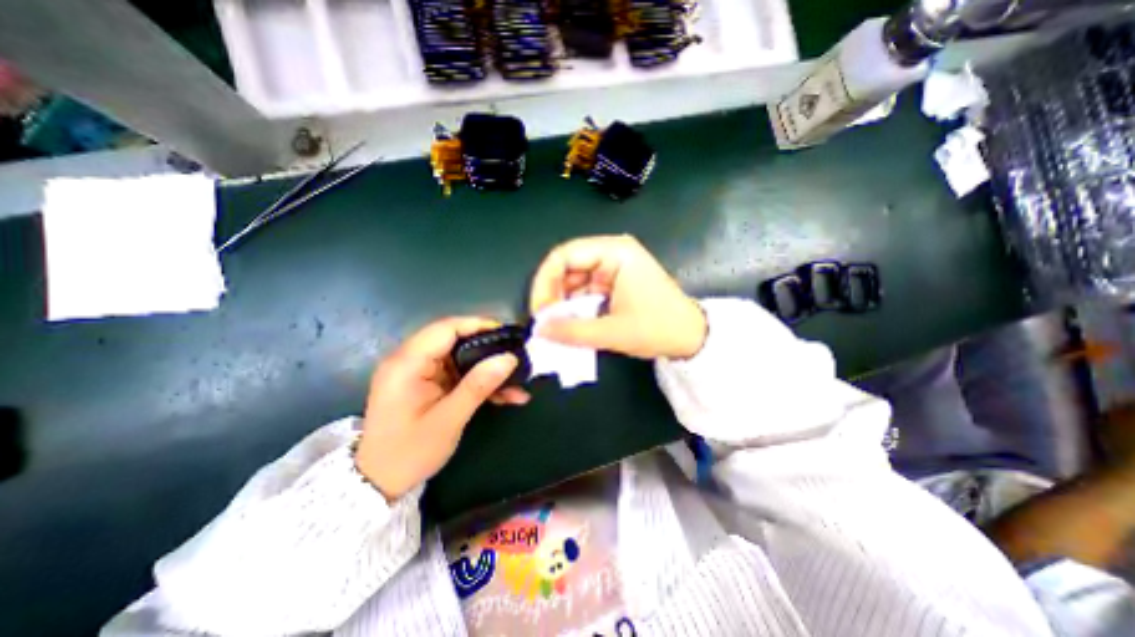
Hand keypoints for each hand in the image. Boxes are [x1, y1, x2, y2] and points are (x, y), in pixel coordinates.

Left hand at [355, 315, 532, 498]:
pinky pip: (458, 373)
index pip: (445, 329)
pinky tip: (504, 395)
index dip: (478, 325)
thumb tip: (509, 358)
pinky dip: (479, 381)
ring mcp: (419, 372)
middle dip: (488, 349)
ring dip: (488, 368)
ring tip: (517, 381)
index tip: (507, 333)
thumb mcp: (448, 420)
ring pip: (461, 358)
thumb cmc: (409, 453)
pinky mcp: (427, 383)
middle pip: (455, 340)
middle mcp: (410, 360)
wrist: (379, 484)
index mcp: (407, 364)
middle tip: (517, 356)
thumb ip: (478, 386)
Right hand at [528, 238, 707, 360]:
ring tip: (557, 327)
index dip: (545, 282)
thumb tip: (539, 330)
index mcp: (615, 252)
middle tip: (546, 323)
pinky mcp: (614, 281)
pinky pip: (585, 290)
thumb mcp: (613, 332)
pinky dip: (575, 307)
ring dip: (563, 303)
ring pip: (574, 280)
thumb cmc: (659, 328)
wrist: (692, 337)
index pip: (564, 255)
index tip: (540, 311)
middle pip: (567, 266)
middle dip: (553, 295)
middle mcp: (612, 253)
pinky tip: (571, 324)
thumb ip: (572, 331)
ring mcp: (614, 266)